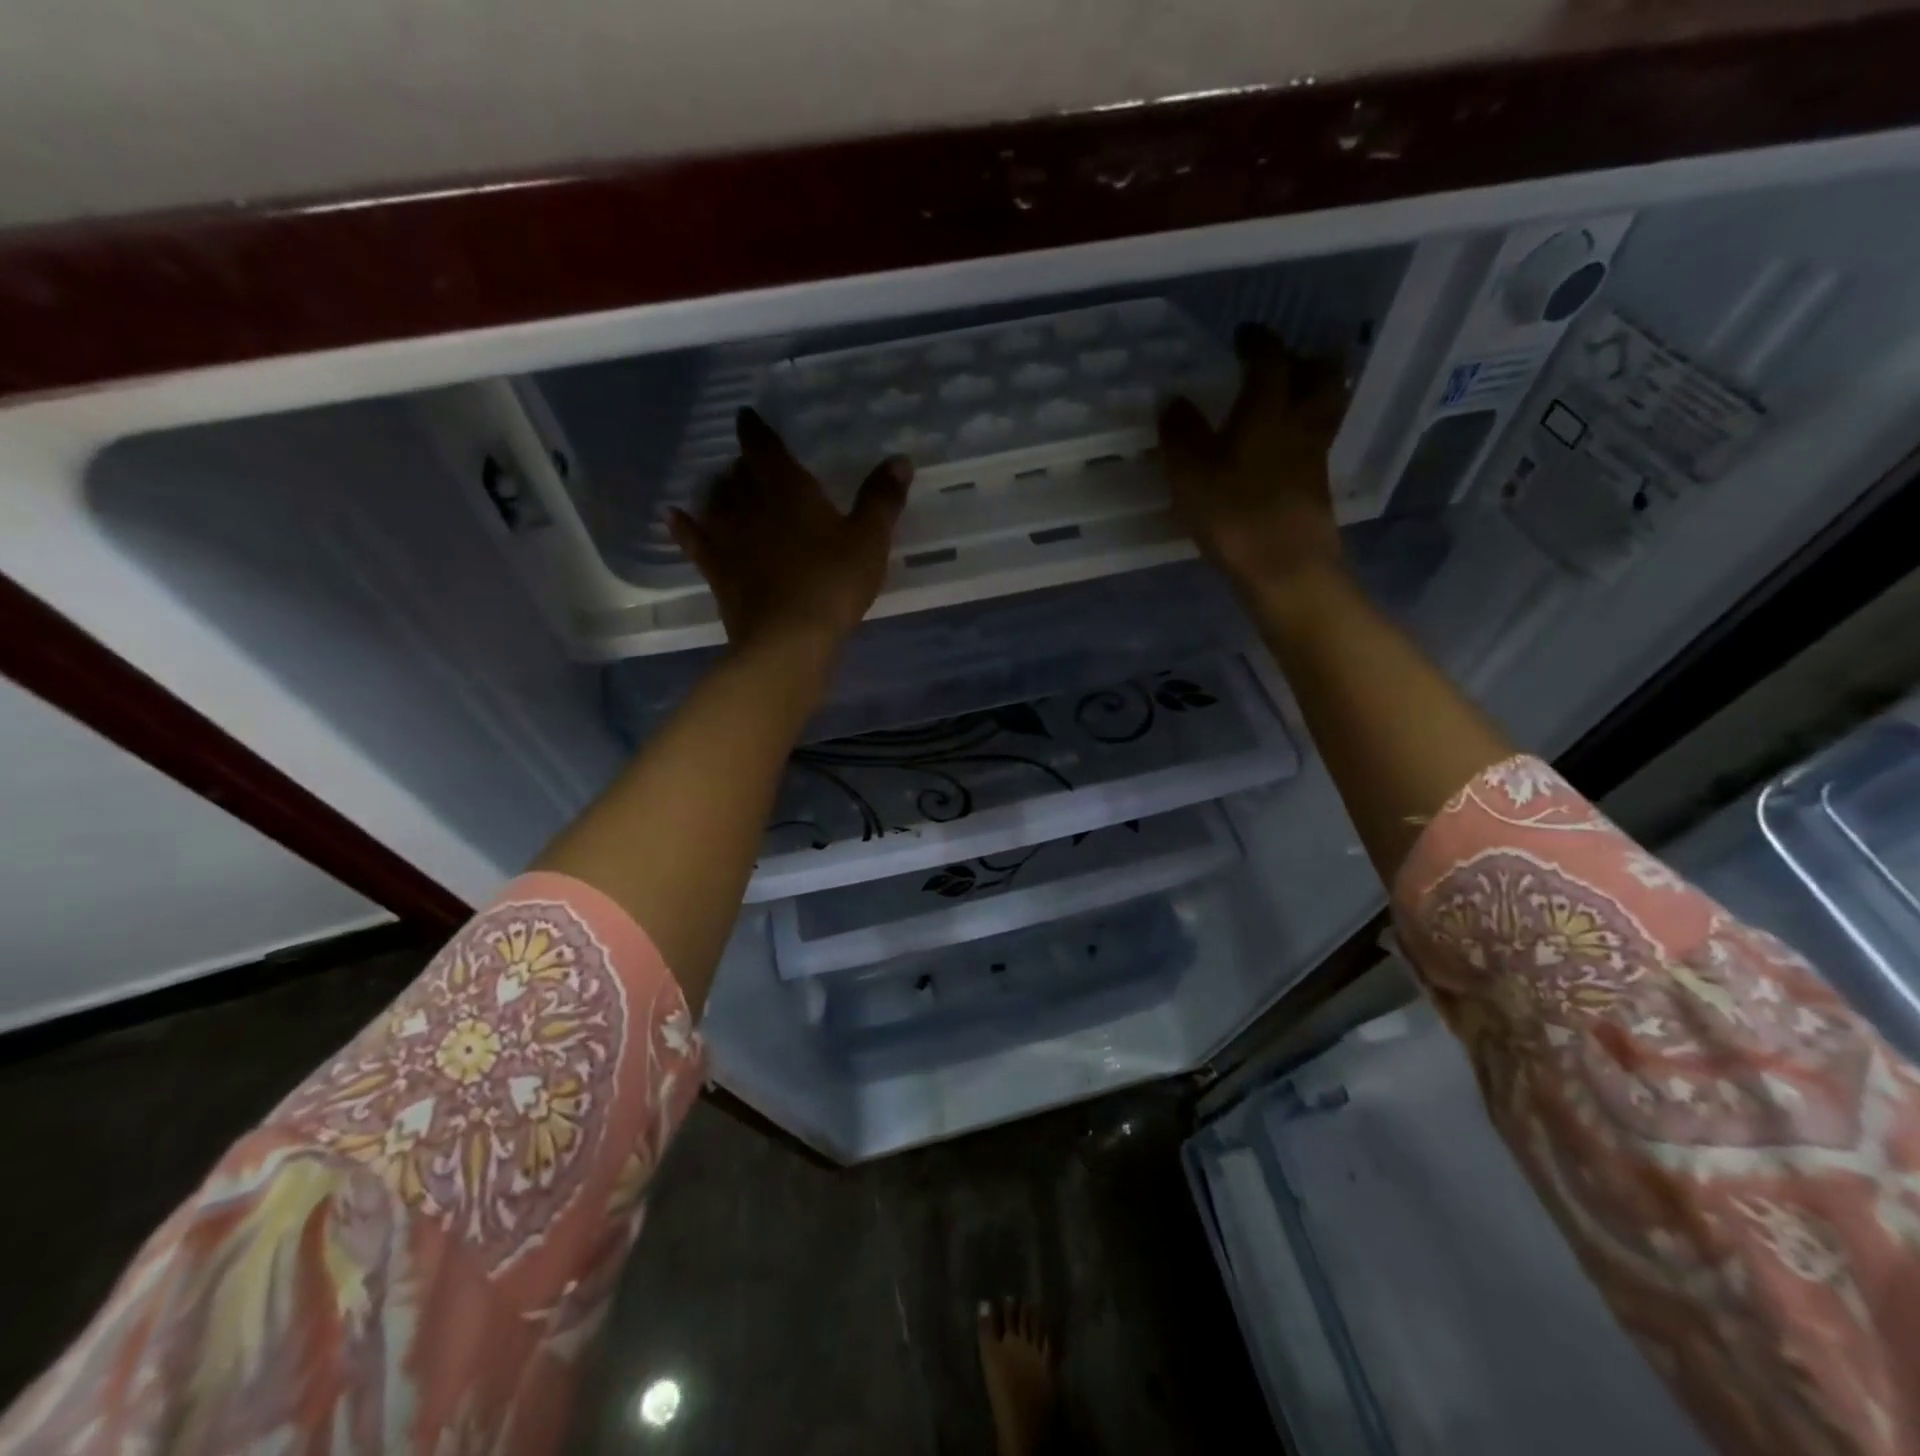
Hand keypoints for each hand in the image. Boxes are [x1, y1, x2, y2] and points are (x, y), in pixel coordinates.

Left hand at [669, 408, 911, 654]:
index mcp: (787, 489)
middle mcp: (750, 504)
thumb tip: (900, 459)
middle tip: (750, 462)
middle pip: (739, 474)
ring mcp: (727, 538)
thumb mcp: (869, 540)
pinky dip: (683, 526)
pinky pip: (693, 540)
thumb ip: (881, 498)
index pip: (764, 447)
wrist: (788, 639)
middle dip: (744, 465)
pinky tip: (674, 516)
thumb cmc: (833, 583)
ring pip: (716, 501)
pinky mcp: (716, 571)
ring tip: (725, 486)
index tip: (747, 416)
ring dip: (720, 490)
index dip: (756, 429)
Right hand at [1158, 324, 1347, 604]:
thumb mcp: (1190, 474)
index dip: (1258, 342)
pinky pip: (1318, 442)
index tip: (1245, 334)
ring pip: (1326, 408)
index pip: (1270, 360)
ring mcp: (1315, 456)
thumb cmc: (1235, 515)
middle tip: (1286, 358)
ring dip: (1315, 392)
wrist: (1286, 568)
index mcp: (1267, 410)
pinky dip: (1306, 431)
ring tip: (1294, 395)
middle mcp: (1300, 423)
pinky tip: (1286, 446)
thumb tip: (1174, 400)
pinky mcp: (1318, 488)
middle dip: (1305, 358)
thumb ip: (1180, 434)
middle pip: (1320, 375)